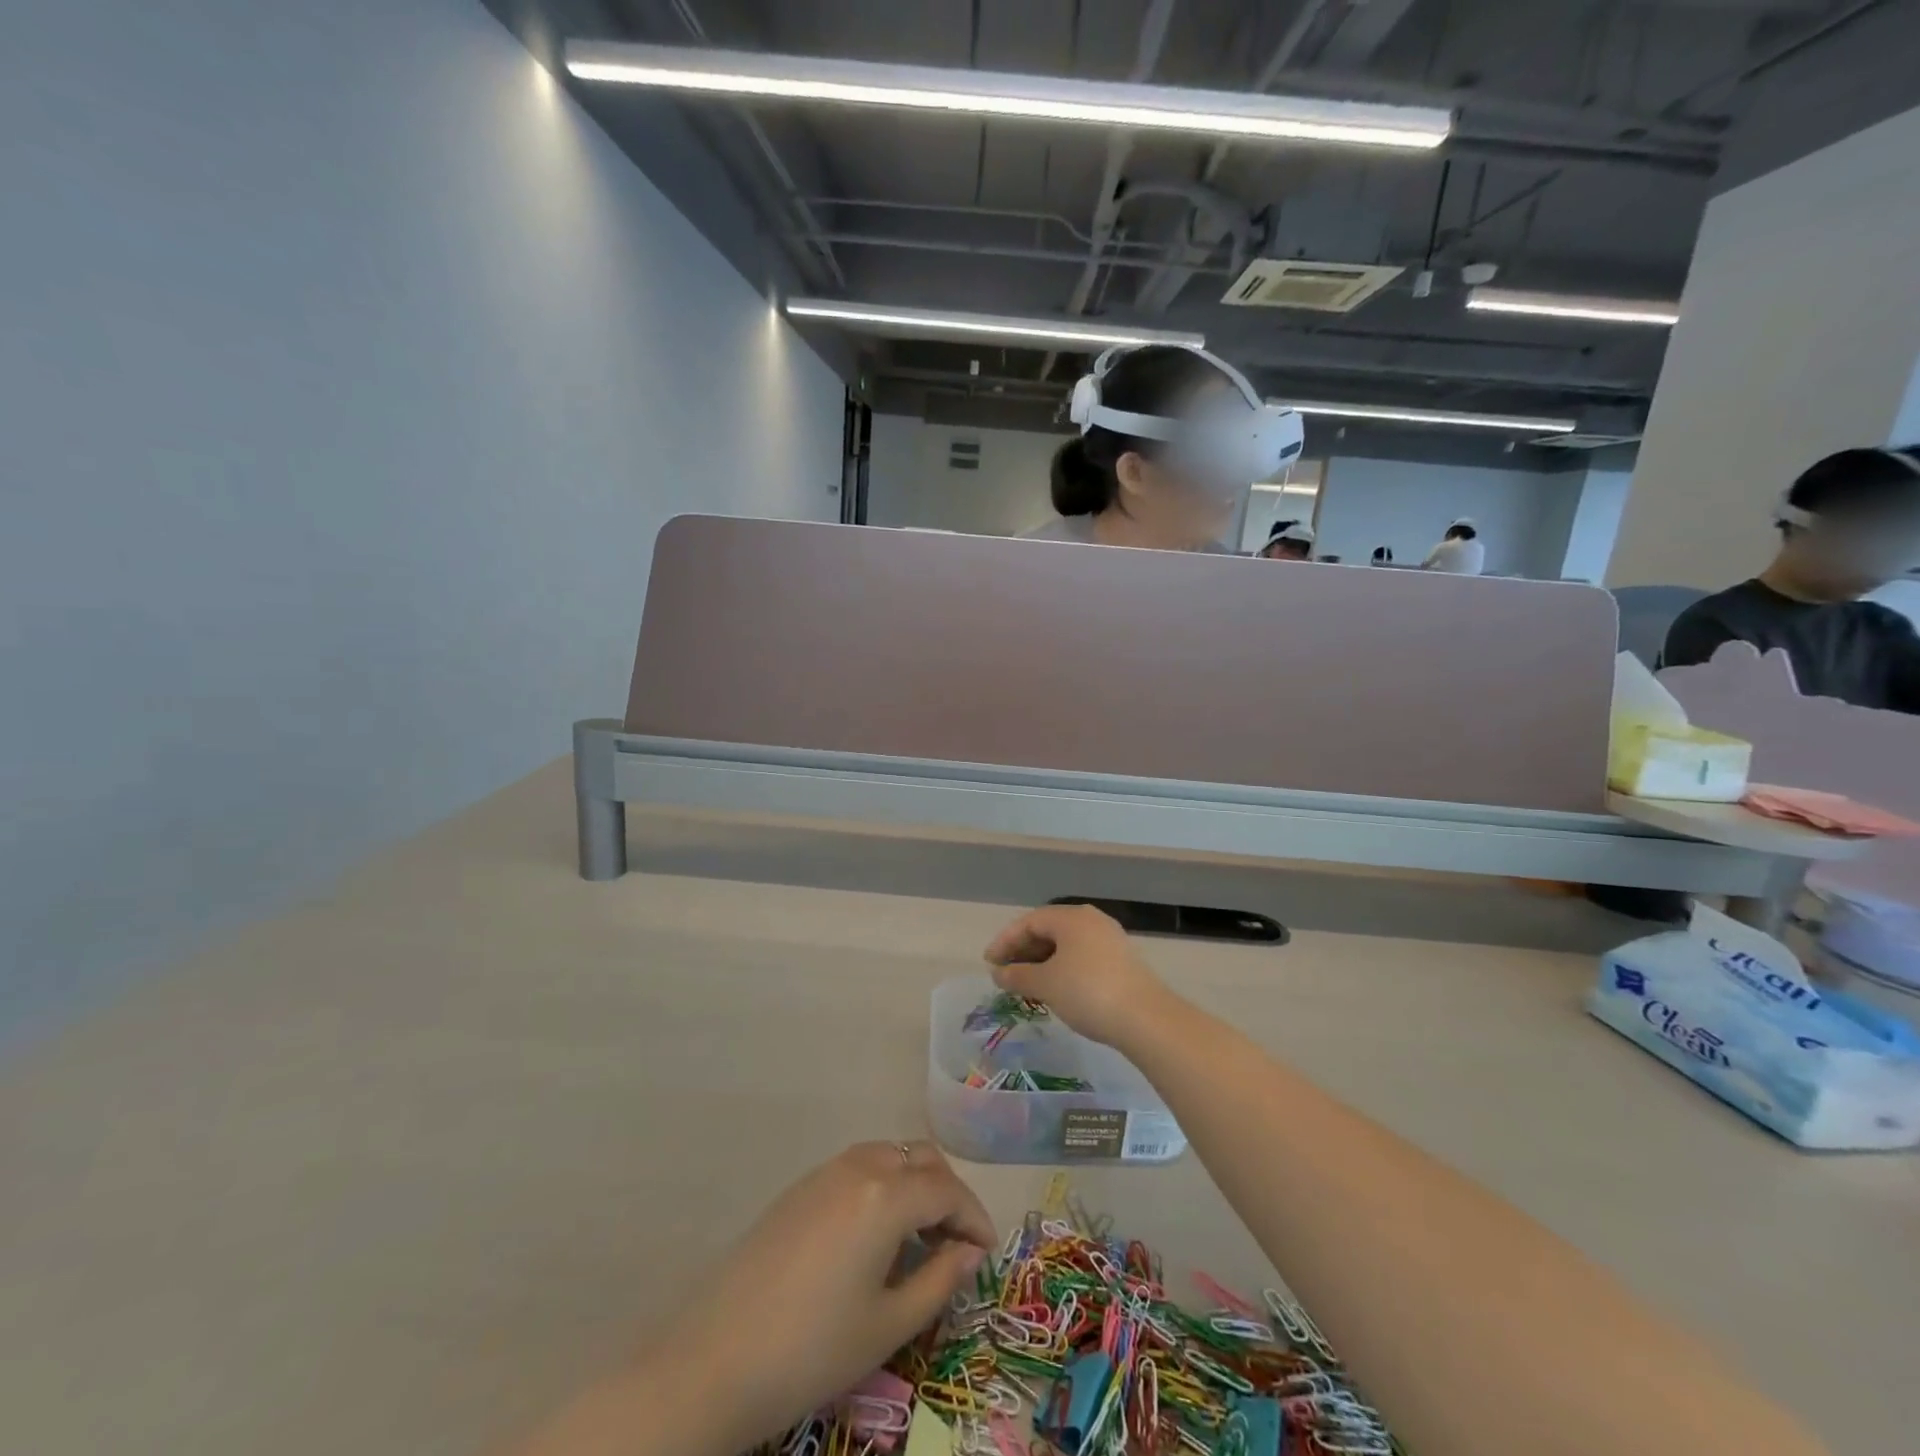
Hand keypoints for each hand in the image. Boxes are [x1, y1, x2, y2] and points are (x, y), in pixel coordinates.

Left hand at [626, 1141, 993, 1455]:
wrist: (716, 1359)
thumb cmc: (814, 1348)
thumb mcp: (888, 1324)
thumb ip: (940, 1279)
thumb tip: (970, 1252)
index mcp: (885, 1195)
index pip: (947, 1190)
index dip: (974, 1218)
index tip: (987, 1252)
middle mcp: (858, 1166)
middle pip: (920, 1160)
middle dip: (948, 1194)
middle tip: (957, 1242)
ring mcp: (824, 1172)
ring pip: (889, 1156)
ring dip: (915, 1184)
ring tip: (921, 1236)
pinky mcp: (800, 1188)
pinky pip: (858, 1168)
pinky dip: (884, 1186)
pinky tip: (877, 1233)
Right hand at [983, 904, 1170, 1048]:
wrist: (1146, 1019)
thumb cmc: (1087, 992)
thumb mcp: (1045, 984)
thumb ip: (1017, 975)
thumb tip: (998, 973)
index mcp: (1071, 917)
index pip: (1029, 921)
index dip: (1005, 941)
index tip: (989, 963)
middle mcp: (1091, 920)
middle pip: (1048, 930)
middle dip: (1023, 951)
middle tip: (1004, 974)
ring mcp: (1109, 939)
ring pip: (1065, 945)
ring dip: (1042, 961)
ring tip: (1026, 984)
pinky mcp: (1120, 960)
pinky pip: (1081, 956)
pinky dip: (1061, 968)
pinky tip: (1054, 989)